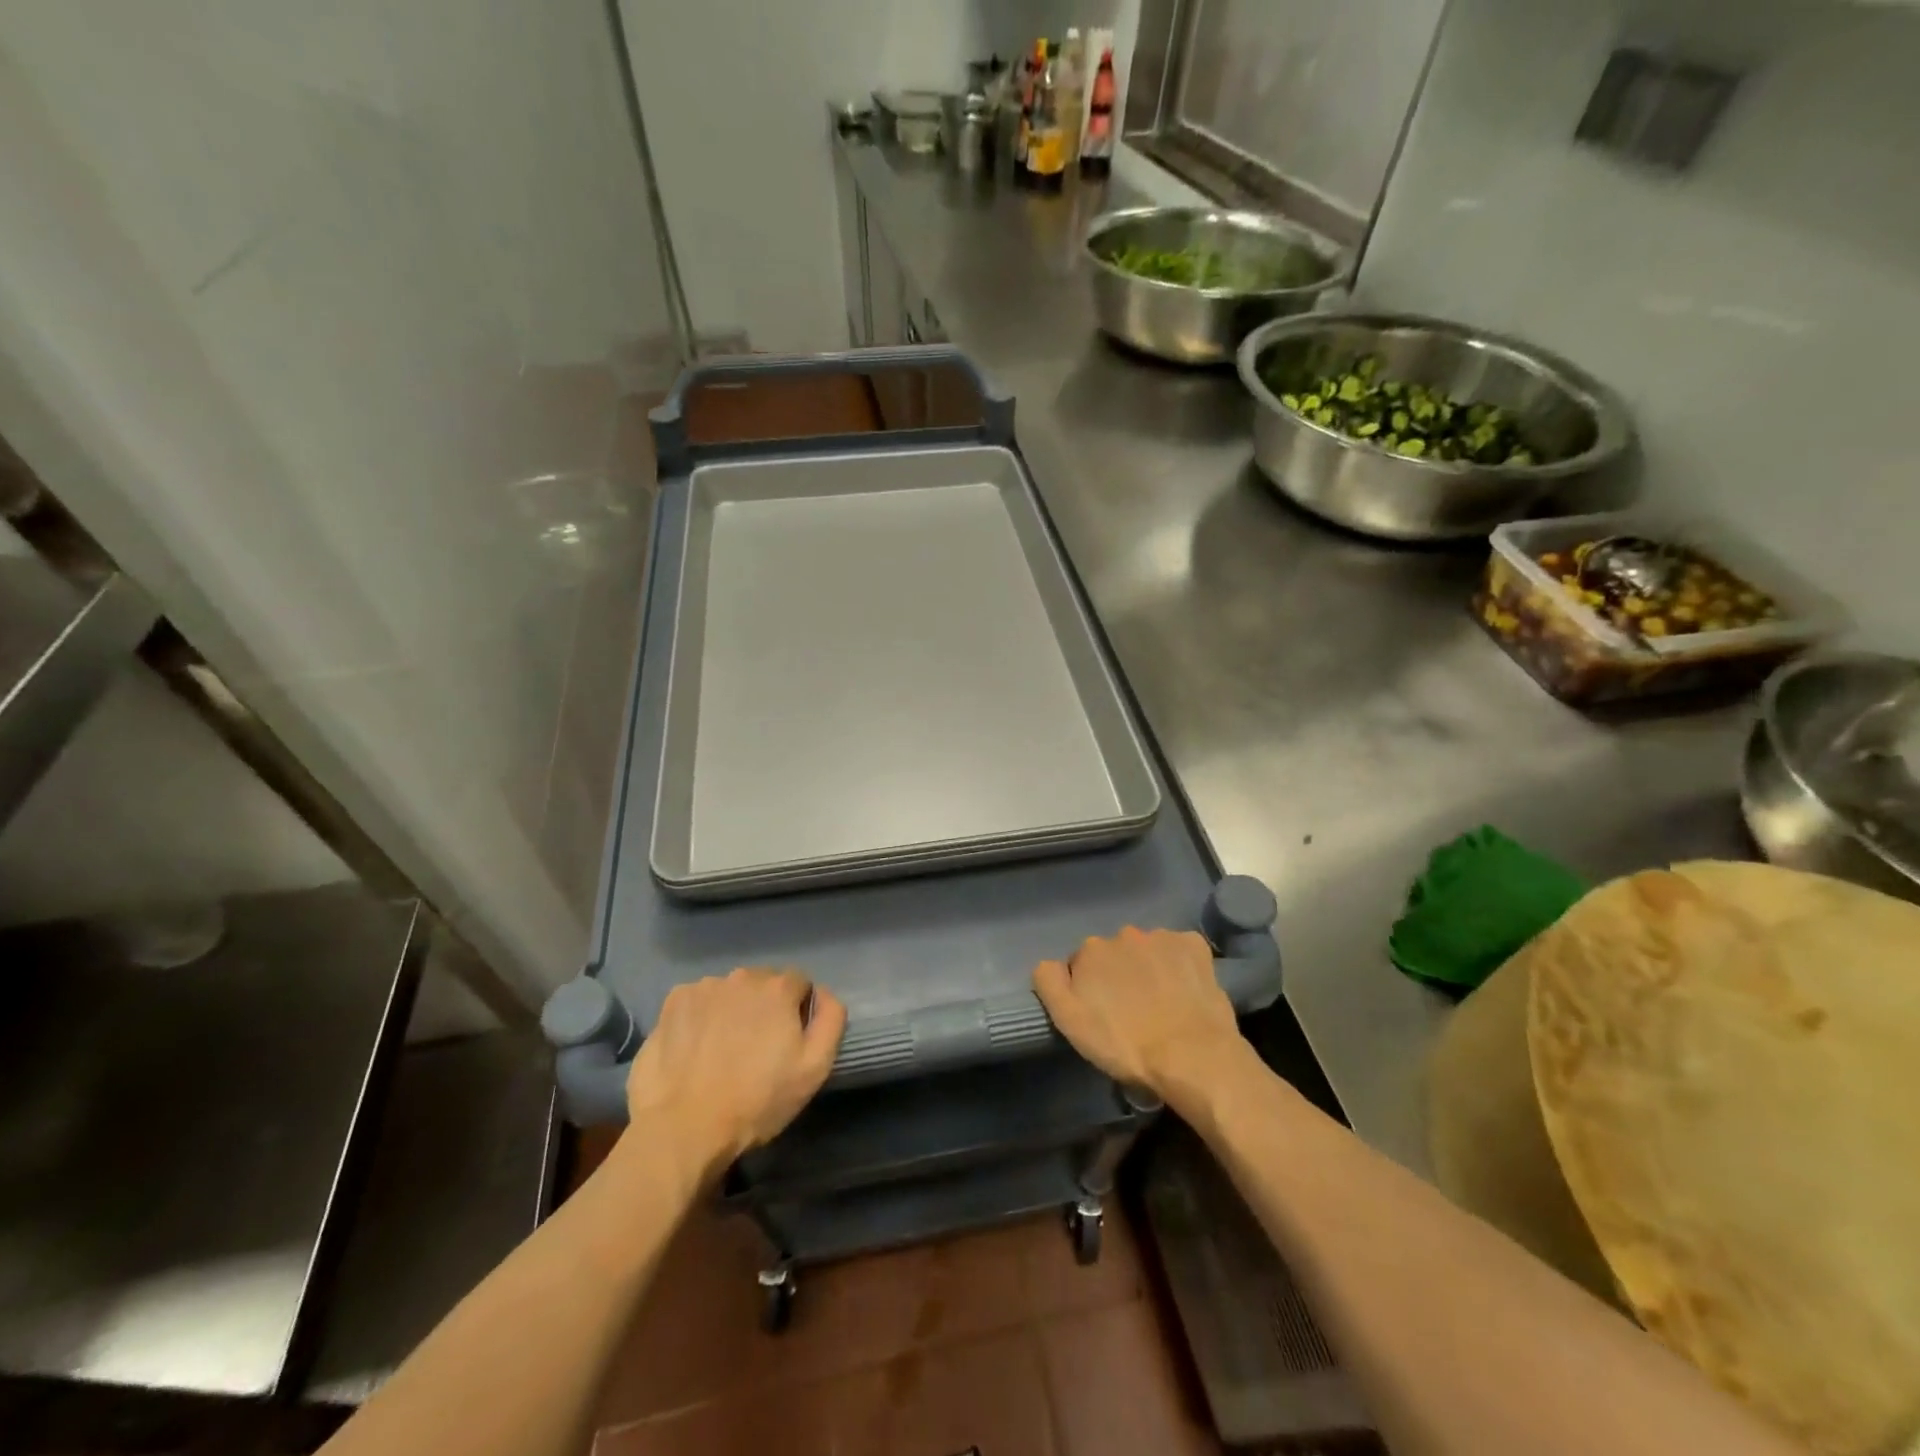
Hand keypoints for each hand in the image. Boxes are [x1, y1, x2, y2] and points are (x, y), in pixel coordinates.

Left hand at [624, 968, 846, 1179]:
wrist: (684, 1129)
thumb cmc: (757, 1101)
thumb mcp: (814, 1068)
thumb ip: (830, 1019)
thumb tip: (824, 993)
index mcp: (778, 988)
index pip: (799, 984)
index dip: (797, 1012)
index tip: (786, 1043)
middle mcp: (741, 977)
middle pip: (762, 984)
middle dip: (764, 1008)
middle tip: (755, 1049)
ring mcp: (703, 988)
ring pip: (728, 992)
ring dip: (731, 1011)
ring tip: (721, 1052)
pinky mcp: (672, 1004)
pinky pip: (697, 1002)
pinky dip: (700, 1017)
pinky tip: (695, 1049)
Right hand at [1034, 927, 1245, 1102]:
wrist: (1191, 1056)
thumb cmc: (1125, 1044)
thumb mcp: (1069, 1021)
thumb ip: (1049, 982)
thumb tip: (1050, 964)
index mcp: (1091, 950)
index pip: (1082, 964)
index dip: (1090, 989)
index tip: (1102, 1013)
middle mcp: (1124, 933)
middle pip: (1115, 954)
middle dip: (1119, 974)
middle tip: (1132, 1011)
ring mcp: (1162, 936)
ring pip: (1147, 949)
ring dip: (1149, 967)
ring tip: (1161, 1003)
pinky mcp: (1194, 945)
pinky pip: (1179, 949)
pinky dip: (1179, 963)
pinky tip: (1185, 989)